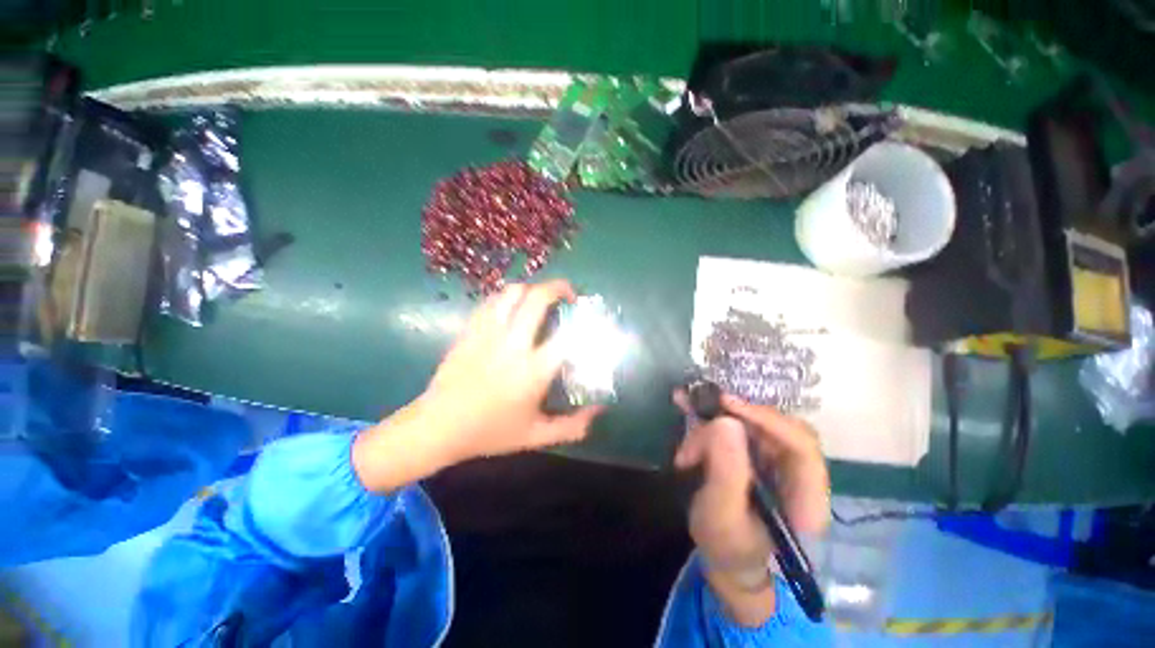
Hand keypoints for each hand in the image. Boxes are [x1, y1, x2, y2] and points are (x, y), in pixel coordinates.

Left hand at [353, 281, 601, 491]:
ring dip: (533, 289)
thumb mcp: (535, 436)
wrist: (438, 426)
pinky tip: (513, 307)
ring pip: (513, 292)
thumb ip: (572, 426)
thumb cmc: (489, 432)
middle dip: (559, 287)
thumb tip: (599, 411)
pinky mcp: (470, 329)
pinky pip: (492, 301)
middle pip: (538, 298)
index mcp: (533, 370)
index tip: (590, 323)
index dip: (584, 324)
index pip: (567, 335)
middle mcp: (513, 343)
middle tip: (569, 295)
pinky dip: (508, 297)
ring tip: (541, 299)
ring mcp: (488, 332)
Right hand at [673, 391, 829, 624]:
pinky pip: (737, 424)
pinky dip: (711, 416)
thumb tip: (727, 422)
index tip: (727, 405)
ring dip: (715, 422)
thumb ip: (726, 473)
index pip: (802, 446)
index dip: (768, 420)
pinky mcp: (758, 451)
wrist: (724, 556)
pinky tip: (686, 406)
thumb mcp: (720, 516)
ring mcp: (778, 460)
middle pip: (776, 427)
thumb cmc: (726, 546)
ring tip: (686, 442)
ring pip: (752, 423)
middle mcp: (799, 474)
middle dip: (735, 420)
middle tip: (700, 414)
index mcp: (807, 499)